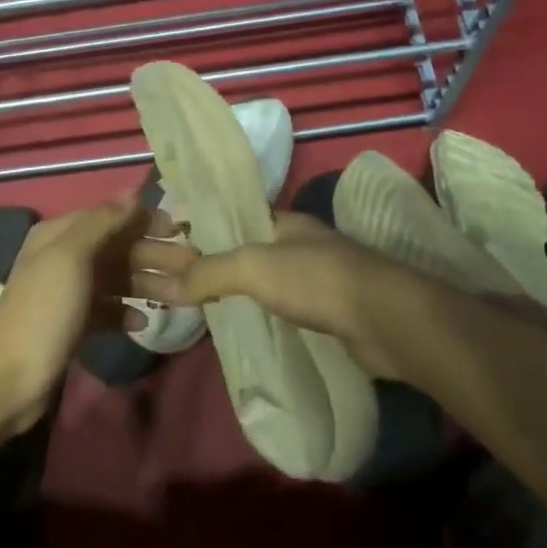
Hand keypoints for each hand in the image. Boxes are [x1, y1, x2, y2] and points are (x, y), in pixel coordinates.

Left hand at [0, 195, 175, 430]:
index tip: (179, 228)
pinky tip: (143, 321)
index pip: (109, 215)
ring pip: (116, 279)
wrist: (11, 377)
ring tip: (181, 296)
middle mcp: (63, 257)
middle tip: (191, 265)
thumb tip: (133, 196)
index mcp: (59, 234)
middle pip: (116, 248)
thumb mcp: (71, 256)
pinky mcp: (73, 324)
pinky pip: (107, 309)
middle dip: (152, 254)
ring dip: (146, 283)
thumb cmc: (45, 310)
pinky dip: (126, 311)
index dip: (143, 219)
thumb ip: (102, 222)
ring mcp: (68, 292)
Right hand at [139, 212, 428, 380]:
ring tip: (207, 308)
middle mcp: (303, 244)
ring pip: (271, 281)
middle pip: (253, 251)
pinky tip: (250, 328)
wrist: (386, 320)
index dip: (205, 231)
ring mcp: (322, 279)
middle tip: (183, 286)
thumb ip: (207, 273)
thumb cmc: (315, 279)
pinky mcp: (334, 313)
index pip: (236, 220)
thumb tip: (160, 285)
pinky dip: (267, 315)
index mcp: (286, 221)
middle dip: (221, 265)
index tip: (173, 250)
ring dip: (244, 292)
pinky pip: (289, 309)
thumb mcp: (251, 268)